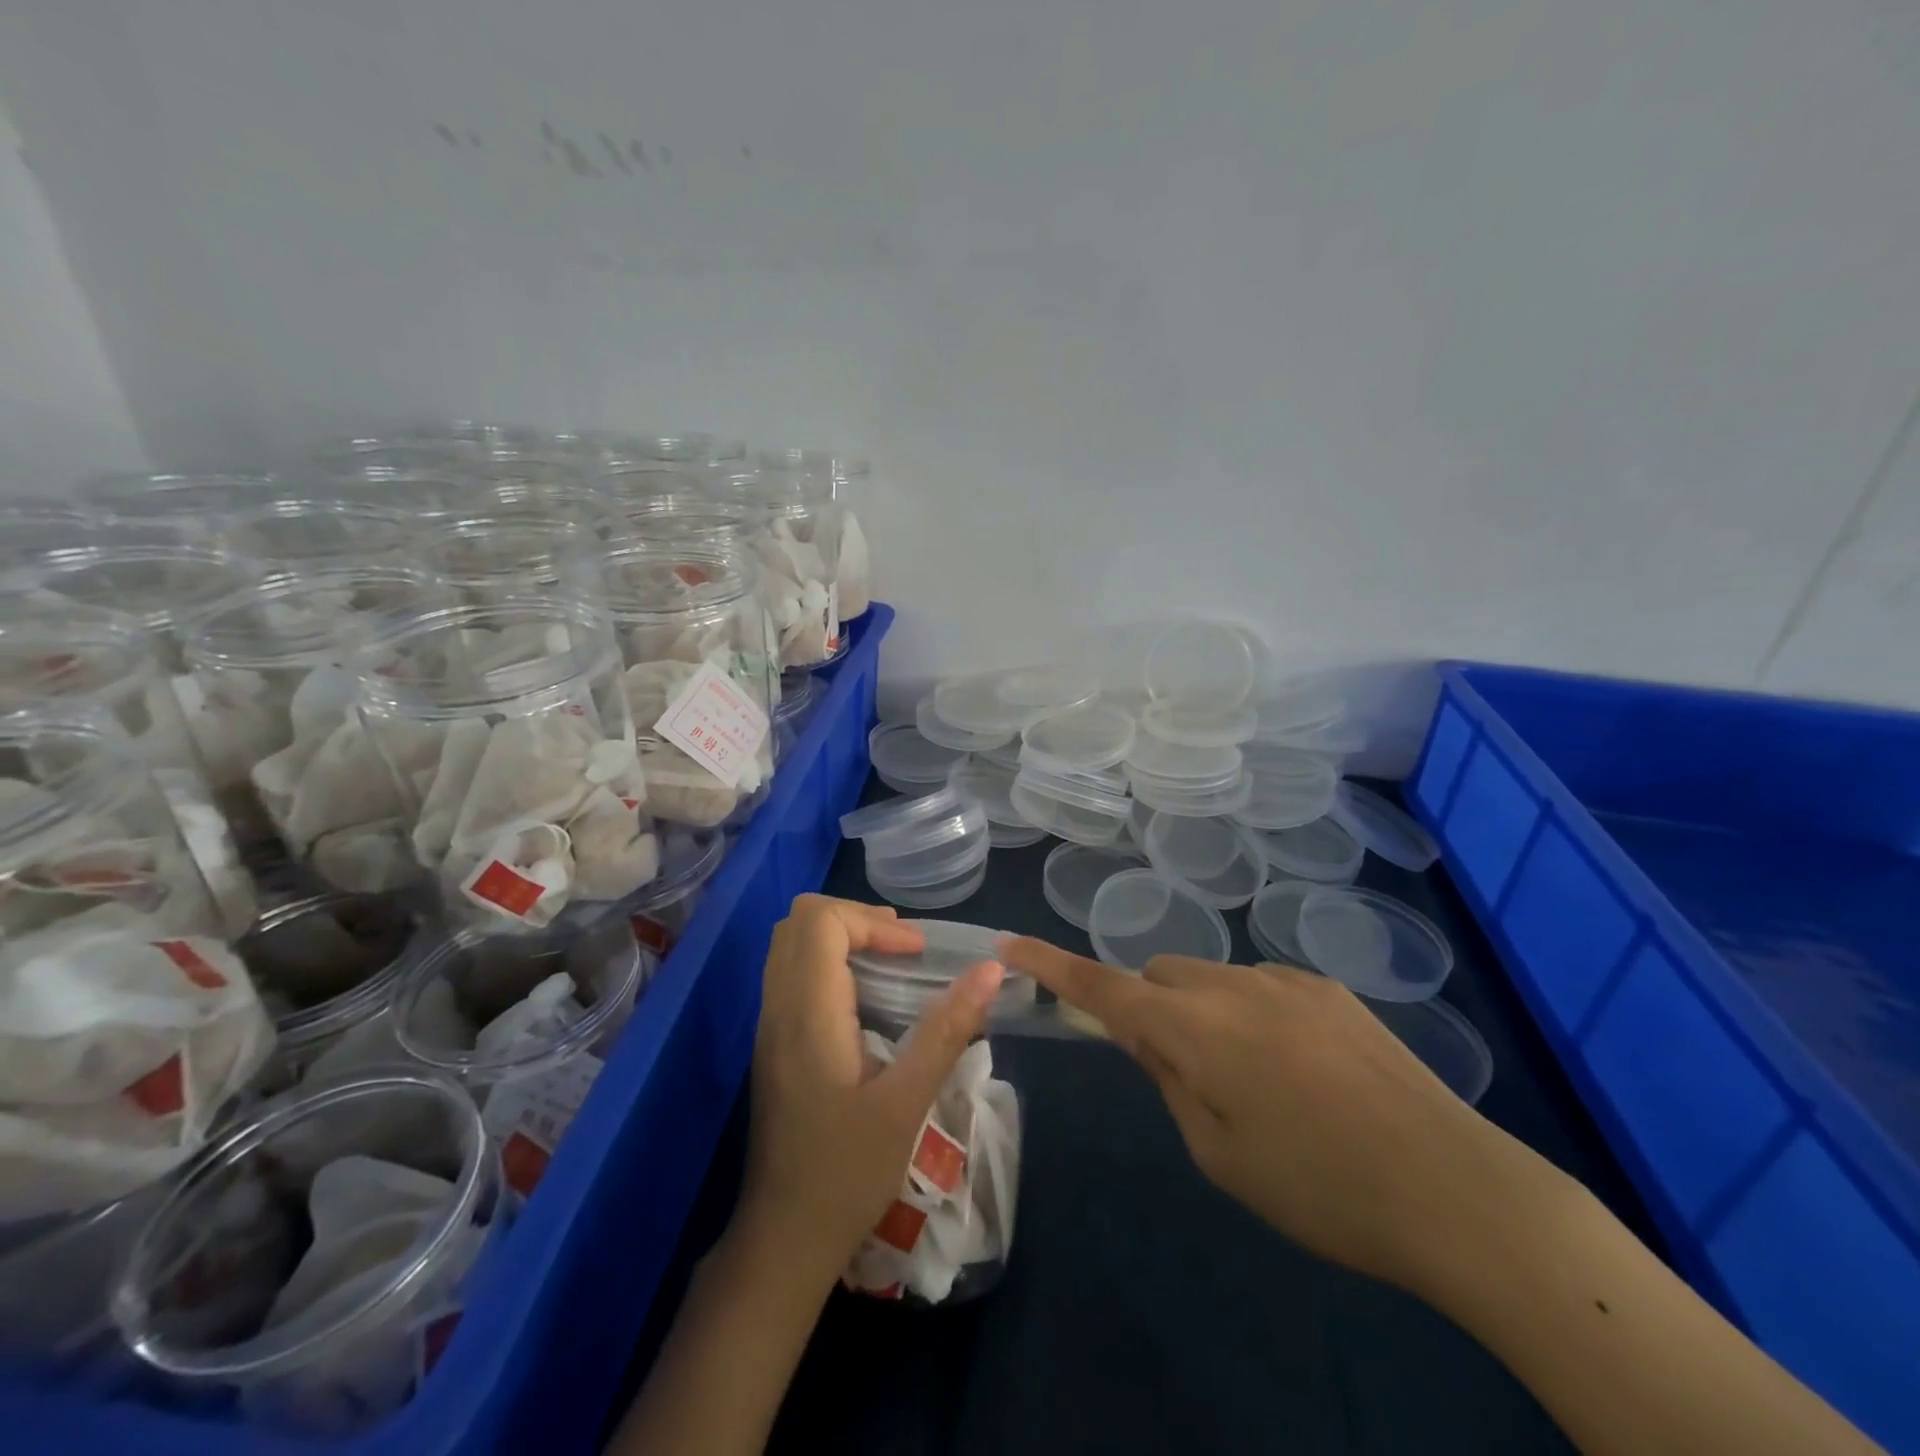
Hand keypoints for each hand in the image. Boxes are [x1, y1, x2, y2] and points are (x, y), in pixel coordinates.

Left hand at [740, 896, 1005, 1281]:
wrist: (784, 1239)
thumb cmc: (847, 1173)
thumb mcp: (907, 1102)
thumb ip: (947, 1029)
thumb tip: (991, 970)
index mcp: (807, 1013)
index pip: (821, 921)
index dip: (872, 921)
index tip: (915, 952)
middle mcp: (779, 1007)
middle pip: (798, 920)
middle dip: (855, 918)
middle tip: (902, 944)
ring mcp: (769, 1025)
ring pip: (790, 943)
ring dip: (840, 935)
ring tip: (890, 959)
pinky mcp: (773, 1043)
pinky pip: (791, 972)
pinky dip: (827, 960)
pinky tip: (865, 995)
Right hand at [999, 938, 1542, 1292]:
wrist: (1454, 1188)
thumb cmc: (1319, 1188)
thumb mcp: (1219, 1154)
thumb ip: (1170, 1081)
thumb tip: (1150, 1038)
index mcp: (1194, 1029)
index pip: (1102, 987)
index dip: (1051, 965)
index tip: (1009, 944)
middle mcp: (1231, 985)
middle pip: (1159, 975)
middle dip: (1150, 1008)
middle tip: (1181, 1073)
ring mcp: (1284, 979)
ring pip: (1210, 978)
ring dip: (1204, 1013)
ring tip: (1259, 1083)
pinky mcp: (1328, 988)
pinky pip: (1262, 987)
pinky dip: (1252, 1015)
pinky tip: (1305, 1072)